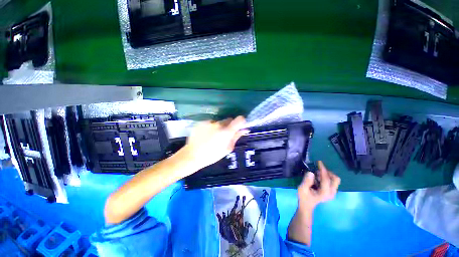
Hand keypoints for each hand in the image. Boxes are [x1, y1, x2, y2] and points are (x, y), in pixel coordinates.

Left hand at [182, 116, 248, 171]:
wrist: (192, 155)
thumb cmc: (212, 155)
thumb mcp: (227, 148)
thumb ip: (236, 137)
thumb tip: (245, 129)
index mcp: (226, 131)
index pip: (239, 119)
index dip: (241, 121)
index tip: (239, 126)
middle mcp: (219, 124)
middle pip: (228, 120)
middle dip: (228, 126)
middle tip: (224, 135)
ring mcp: (209, 122)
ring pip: (219, 121)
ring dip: (218, 127)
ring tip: (212, 136)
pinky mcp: (201, 122)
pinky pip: (210, 122)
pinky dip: (210, 127)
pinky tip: (205, 135)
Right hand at [297, 161, 340, 209]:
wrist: (307, 205)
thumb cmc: (304, 197)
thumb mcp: (302, 189)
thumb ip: (306, 181)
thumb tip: (311, 172)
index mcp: (325, 193)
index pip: (326, 179)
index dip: (323, 170)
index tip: (319, 162)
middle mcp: (331, 193)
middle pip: (335, 179)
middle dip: (327, 172)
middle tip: (318, 170)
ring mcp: (332, 193)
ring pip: (335, 179)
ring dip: (327, 174)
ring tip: (317, 175)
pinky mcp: (331, 191)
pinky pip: (332, 181)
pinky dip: (326, 177)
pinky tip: (318, 178)